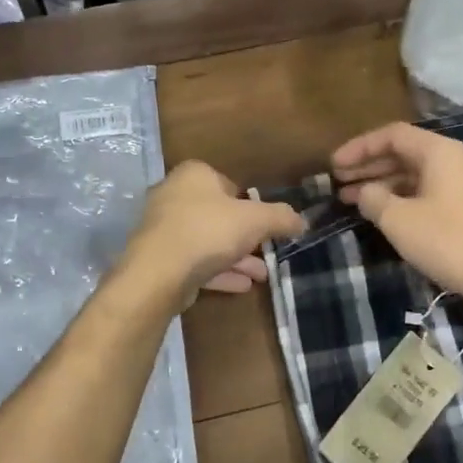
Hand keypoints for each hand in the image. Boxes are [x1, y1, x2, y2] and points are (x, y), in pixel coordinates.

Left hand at [123, 160, 305, 306]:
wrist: (159, 272)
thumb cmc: (208, 231)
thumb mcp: (255, 220)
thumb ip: (281, 218)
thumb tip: (302, 220)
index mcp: (193, 175)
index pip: (227, 183)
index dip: (249, 203)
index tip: (266, 223)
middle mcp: (174, 196)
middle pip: (218, 215)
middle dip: (245, 236)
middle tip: (267, 251)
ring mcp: (164, 229)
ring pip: (208, 241)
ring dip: (236, 258)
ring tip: (262, 275)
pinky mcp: (161, 259)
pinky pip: (196, 262)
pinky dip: (219, 272)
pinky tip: (243, 286)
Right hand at [332, 122, 462, 319]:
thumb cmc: (448, 241)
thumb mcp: (398, 219)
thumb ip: (373, 198)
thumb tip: (364, 192)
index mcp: (440, 152)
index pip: (392, 135)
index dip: (359, 148)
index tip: (334, 165)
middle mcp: (456, 160)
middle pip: (404, 153)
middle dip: (368, 166)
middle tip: (338, 182)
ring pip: (415, 175)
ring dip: (382, 184)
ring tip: (351, 200)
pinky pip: (428, 191)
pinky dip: (402, 198)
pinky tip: (383, 214)